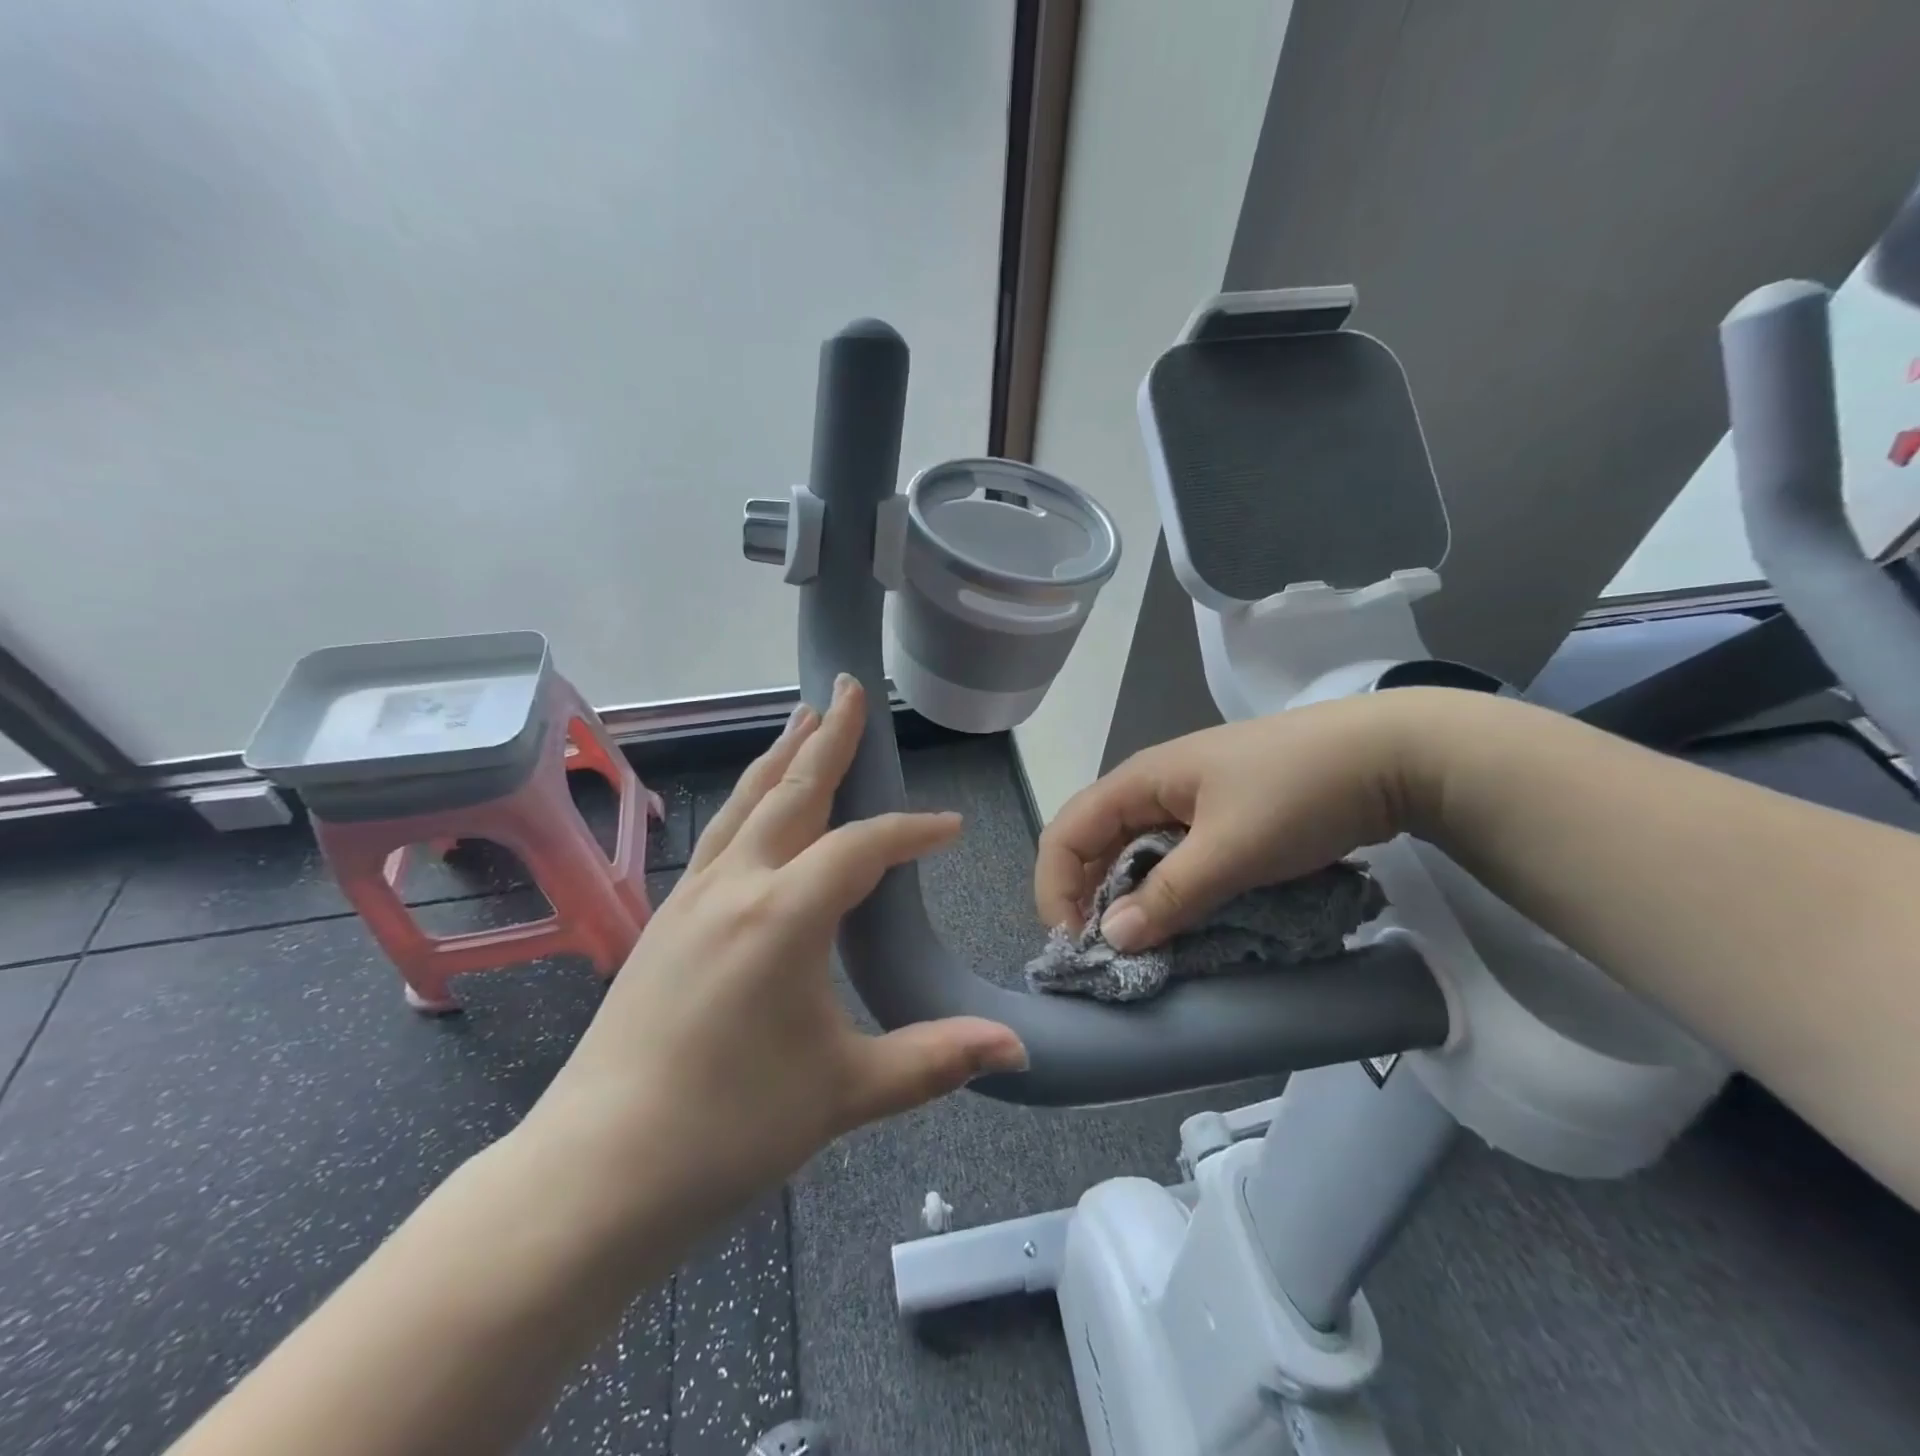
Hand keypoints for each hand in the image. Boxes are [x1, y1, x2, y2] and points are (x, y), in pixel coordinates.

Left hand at [528, 674, 1026, 1229]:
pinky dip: (749, 800)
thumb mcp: (844, 1092)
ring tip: (803, 717)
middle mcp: (735, 886)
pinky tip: (756, 807)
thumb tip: (1016, 1048)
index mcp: (783, 915)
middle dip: (829, 737)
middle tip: (850, 688)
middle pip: (792, 791)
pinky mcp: (664, 920)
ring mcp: (690, 898)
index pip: (864, 847)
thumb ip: (935, 1059)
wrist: (594, 1174)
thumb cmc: (727, 1130)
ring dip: (781, 756)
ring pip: (745, 803)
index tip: (951, 828)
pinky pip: (720, 836)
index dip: (913, 832)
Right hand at [1035, 695, 1418, 952]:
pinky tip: (1183, 922)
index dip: (1055, 889)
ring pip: (1134, 854)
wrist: (1392, 756)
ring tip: (1143, 948)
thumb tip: (1112, 940)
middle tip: (1107, 957)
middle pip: (1094, 844)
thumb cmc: (1299, 792)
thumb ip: (1168, 895)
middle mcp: (1152, 788)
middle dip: (1088, 899)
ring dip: (1129, 900)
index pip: (1066, 834)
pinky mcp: (1221, 818)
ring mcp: (1189, 802)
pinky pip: (1172, 858)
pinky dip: (1166, 893)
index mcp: (1139, 781)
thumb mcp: (1231, 849)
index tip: (1077, 946)